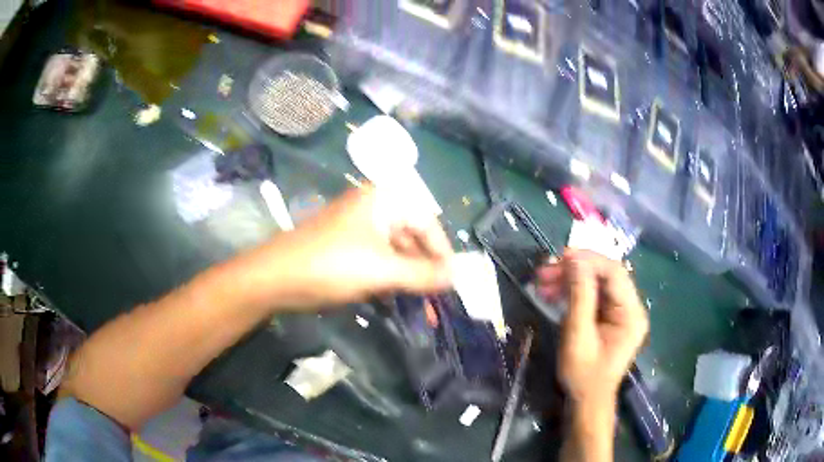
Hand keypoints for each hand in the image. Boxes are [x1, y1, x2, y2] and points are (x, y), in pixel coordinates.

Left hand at [263, 186, 453, 307]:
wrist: (275, 278)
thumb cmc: (331, 265)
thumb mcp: (383, 270)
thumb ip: (423, 273)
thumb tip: (457, 277)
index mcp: (384, 200)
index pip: (427, 223)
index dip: (442, 254)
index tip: (453, 283)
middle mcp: (374, 209)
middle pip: (412, 240)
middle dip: (426, 273)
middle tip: (438, 303)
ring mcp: (359, 230)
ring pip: (396, 255)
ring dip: (410, 283)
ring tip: (423, 313)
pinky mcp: (348, 250)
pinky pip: (379, 264)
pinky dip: (390, 284)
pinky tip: (398, 305)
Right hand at [536, 250, 648, 403]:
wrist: (586, 400)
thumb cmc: (583, 374)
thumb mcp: (578, 335)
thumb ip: (579, 296)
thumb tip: (574, 259)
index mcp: (631, 313)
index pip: (615, 273)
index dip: (589, 260)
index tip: (561, 256)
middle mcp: (631, 308)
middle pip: (605, 275)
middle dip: (575, 269)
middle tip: (545, 270)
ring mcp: (621, 312)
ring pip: (596, 283)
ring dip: (570, 279)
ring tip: (542, 281)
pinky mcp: (609, 317)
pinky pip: (592, 296)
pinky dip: (572, 292)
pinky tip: (552, 293)